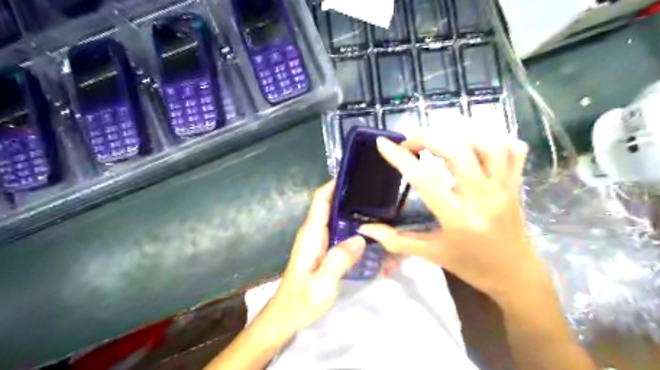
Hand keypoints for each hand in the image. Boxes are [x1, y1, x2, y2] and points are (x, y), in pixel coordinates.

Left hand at [265, 180, 366, 336]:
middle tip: (372, 190)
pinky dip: (347, 222)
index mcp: (311, 235)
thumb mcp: (322, 285)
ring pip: (332, 215)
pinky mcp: (320, 249)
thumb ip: (338, 261)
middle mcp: (312, 233)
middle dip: (346, 193)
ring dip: (348, 207)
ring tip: (373, 204)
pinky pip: (335, 228)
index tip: (352, 175)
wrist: (286, 316)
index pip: (320, 201)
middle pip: (327, 204)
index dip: (333, 185)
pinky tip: (363, 227)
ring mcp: (316, 241)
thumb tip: (359, 238)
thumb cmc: (301, 301)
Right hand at [359, 126, 543, 300]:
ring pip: (488, 143)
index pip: (424, 179)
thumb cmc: (469, 265)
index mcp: (458, 217)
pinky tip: (473, 143)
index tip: (383, 144)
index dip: (400, 158)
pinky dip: (492, 137)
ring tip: (439, 138)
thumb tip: (364, 228)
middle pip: (457, 150)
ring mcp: (504, 187)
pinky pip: (512, 149)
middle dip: (428, 137)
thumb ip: (395, 239)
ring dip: (459, 133)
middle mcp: (482, 197)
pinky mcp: (516, 183)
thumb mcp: (431, 253)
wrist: (515, 275)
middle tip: (410, 142)